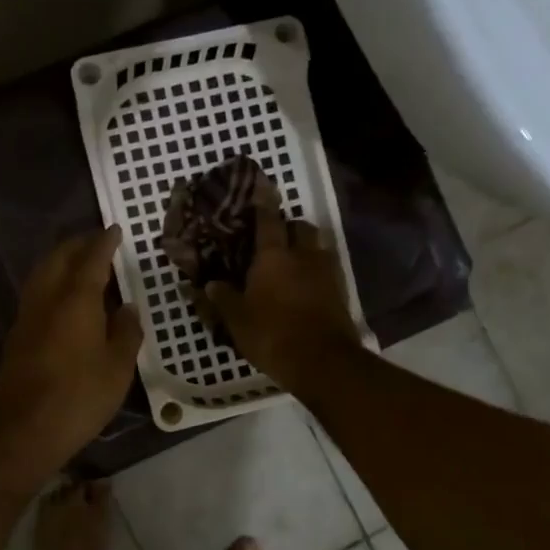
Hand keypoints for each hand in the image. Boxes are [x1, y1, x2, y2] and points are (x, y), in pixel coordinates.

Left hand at [0, 227, 142, 491]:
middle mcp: (46, 299)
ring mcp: (26, 317)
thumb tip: (126, 308)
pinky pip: (36, 295)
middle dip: (78, 245)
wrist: (22, 430)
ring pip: (42, 275)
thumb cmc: (79, 397)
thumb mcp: (117, 368)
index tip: (115, 229)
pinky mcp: (16, 336)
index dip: (104, 242)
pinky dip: (52, 284)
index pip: (92, 258)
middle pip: (59, 258)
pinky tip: (64, 299)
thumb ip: (125, 332)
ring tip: (81, 265)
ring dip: (61, 262)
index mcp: (75, 299)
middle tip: (98, 242)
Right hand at [198, 207, 358, 389]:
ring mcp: (326, 272)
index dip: (263, 202)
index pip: (268, 219)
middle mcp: (303, 255)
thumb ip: (223, 298)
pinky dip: (315, 271)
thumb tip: (209, 284)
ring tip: (290, 262)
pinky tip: (304, 285)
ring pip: (316, 246)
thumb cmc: (272, 335)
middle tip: (272, 238)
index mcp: (273, 256)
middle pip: (299, 227)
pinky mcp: (340, 291)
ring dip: (305, 247)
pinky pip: (326, 269)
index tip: (262, 187)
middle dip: (287, 227)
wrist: (323, 362)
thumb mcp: (237, 320)